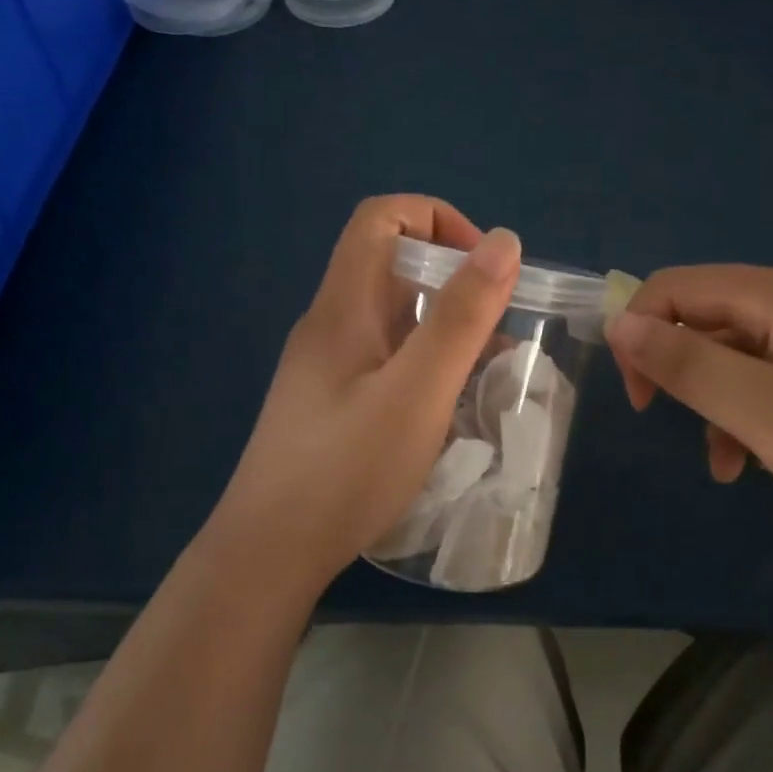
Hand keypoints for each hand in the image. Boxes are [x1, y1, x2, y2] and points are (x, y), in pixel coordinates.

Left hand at [207, 196, 520, 587]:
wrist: (269, 554)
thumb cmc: (346, 470)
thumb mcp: (417, 391)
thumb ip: (461, 316)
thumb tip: (503, 241)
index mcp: (344, 306)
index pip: (382, 217)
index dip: (437, 219)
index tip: (484, 267)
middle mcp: (331, 325)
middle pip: (391, 267)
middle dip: (453, 281)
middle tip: (497, 328)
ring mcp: (328, 368)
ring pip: (394, 319)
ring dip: (445, 328)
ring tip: (486, 373)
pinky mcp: (333, 405)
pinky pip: (387, 360)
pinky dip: (427, 365)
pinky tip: (451, 410)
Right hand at [606, 265, 772, 548]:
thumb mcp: (767, 409)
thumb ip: (687, 365)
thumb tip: (620, 321)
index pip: (674, 288)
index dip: (639, 334)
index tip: (642, 399)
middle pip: (709, 321)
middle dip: (679, 372)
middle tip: (676, 425)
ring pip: (744, 360)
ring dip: (718, 404)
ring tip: (728, 463)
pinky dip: (760, 419)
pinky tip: (769, 463)